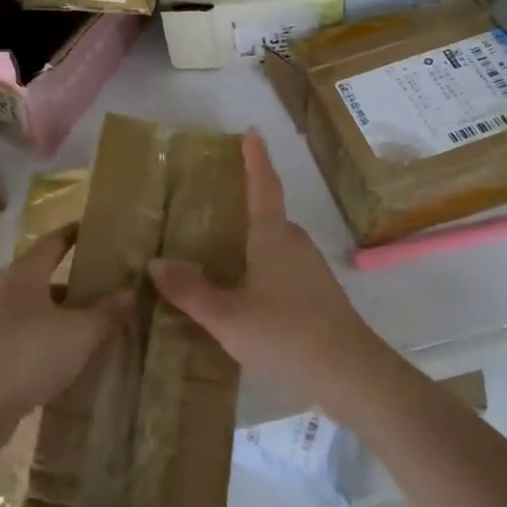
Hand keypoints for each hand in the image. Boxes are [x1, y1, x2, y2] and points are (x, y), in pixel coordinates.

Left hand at [0, 230, 129, 453]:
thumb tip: (129, 291)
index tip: (95, 230)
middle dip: (73, 283)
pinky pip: (23, 341)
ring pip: (33, 313)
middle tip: (105, 288)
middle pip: (43, 278)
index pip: (53, 242)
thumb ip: (105, 313)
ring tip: (91, 329)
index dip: (74, 234)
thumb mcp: (78, 333)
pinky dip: (45, 345)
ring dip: (59, 318)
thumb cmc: (27, 354)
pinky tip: (65, 363)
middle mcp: (3, 292)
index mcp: (24, 275)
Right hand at [149, 130, 392, 407]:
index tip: (251, 132)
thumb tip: (157, 263)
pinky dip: (259, 268)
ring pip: (273, 244)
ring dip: (249, 242)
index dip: (255, 158)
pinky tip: (242, 293)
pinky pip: (280, 268)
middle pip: (266, 214)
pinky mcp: (317, 294)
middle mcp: (294, 242)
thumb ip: (190, 290)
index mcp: (272, 235)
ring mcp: (310, 268)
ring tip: (216, 252)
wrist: (350, 374)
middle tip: (208, 205)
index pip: (262, 184)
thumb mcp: (226, 316)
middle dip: (242, 204)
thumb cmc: (285, 333)